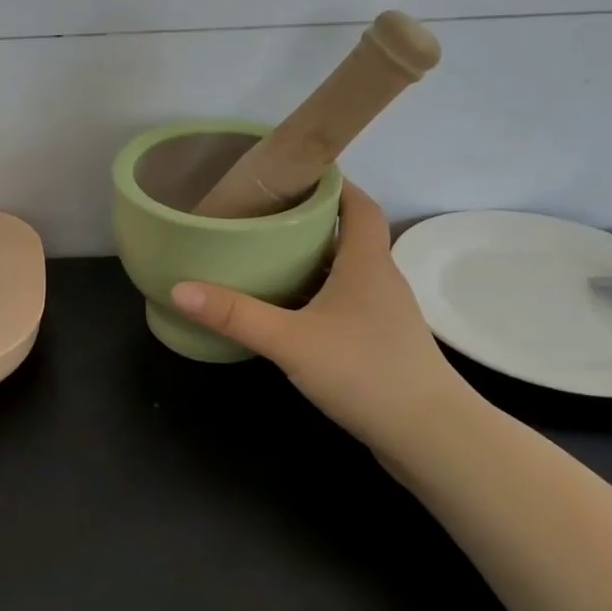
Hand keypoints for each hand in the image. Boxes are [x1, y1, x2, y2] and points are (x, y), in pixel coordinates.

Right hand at [171, 183, 479, 464]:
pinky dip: (317, 295)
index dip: (331, 183)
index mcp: (367, 262)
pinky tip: (287, 312)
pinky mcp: (380, 343)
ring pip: (345, 272)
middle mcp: (380, 279)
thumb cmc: (365, 372)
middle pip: (348, 235)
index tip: (292, 173)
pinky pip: (344, 303)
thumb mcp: (291, 341)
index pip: (358, 204)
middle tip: (261, 216)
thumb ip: (235, 315)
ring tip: (264, 257)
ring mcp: (383, 314)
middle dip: (308, 221)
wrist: (431, 437)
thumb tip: (180, 288)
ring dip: (311, 261)